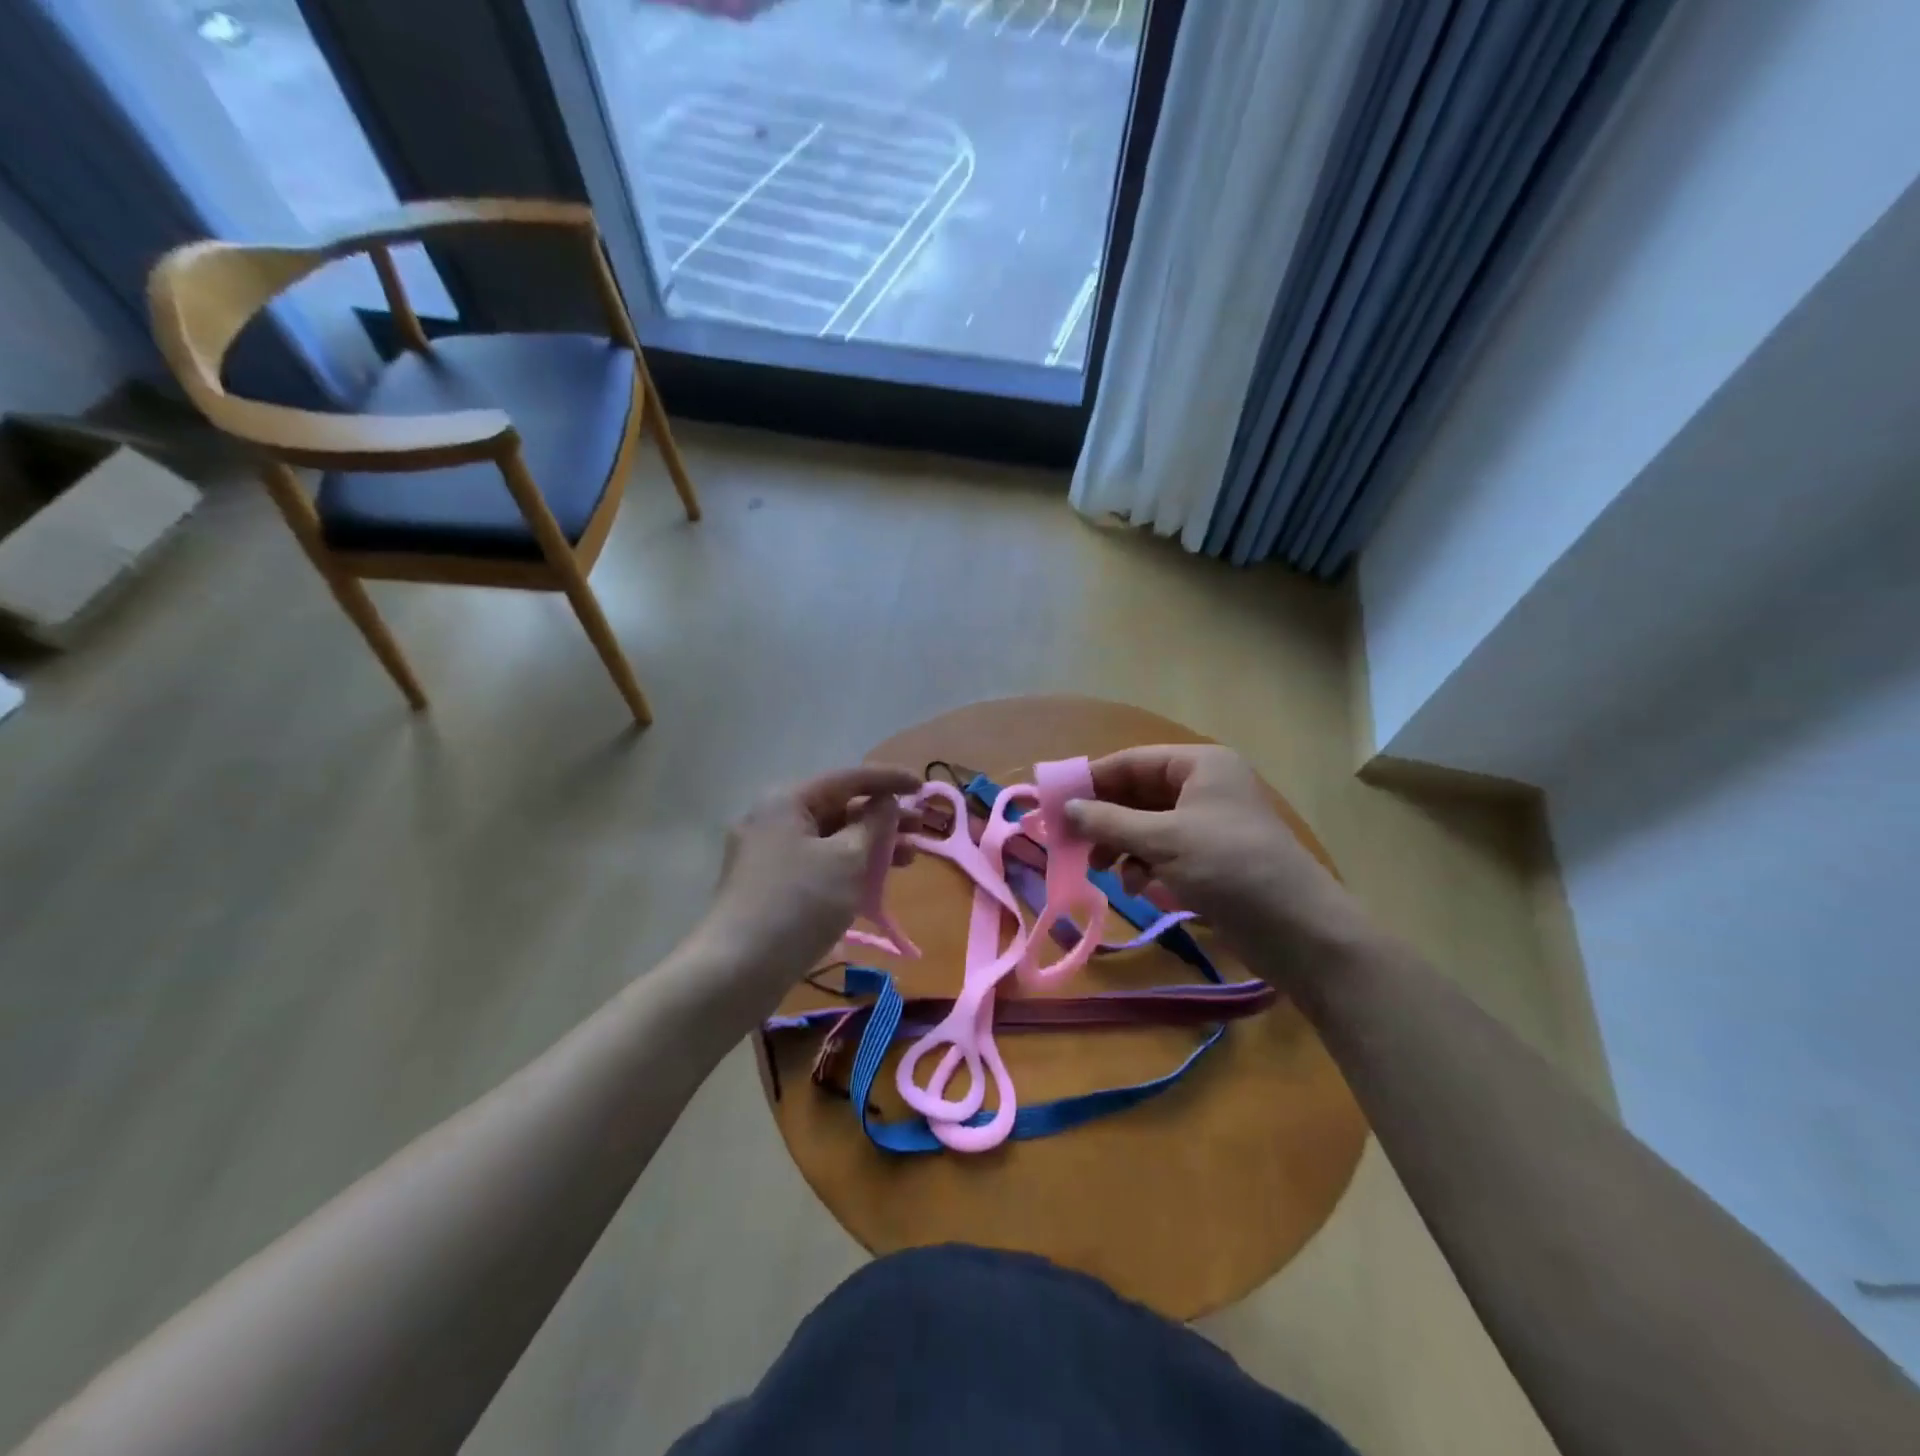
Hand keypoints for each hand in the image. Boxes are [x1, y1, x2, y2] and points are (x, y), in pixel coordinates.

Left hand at [694, 764, 921, 1009]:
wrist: (737, 970)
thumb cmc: (799, 904)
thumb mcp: (847, 859)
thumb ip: (874, 824)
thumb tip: (884, 803)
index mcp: (787, 801)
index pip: (848, 778)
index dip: (890, 779)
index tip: (923, 787)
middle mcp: (772, 818)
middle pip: (839, 808)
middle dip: (883, 819)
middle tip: (921, 831)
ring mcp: (766, 854)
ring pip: (829, 839)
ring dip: (870, 846)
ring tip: (908, 861)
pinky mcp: (767, 885)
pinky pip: (816, 862)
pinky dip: (847, 866)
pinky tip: (873, 884)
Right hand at [1063, 745, 1370, 986]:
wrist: (1299, 930)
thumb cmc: (1229, 868)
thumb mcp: (1163, 840)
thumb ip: (1109, 822)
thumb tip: (1065, 809)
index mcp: (1200, 765)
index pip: (1131, 761)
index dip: (1091, 780)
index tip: (1054, 803)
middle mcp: (1204, 787)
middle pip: (1138, 794)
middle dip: (1106, 820)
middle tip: (1072, 843)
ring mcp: (1209, 824)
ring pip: (1148, 825)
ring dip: (1123, 846)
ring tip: (1105, 871)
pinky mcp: (1212, 858)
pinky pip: (1165, 851)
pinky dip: (1146, 866)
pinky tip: (1139, 888)